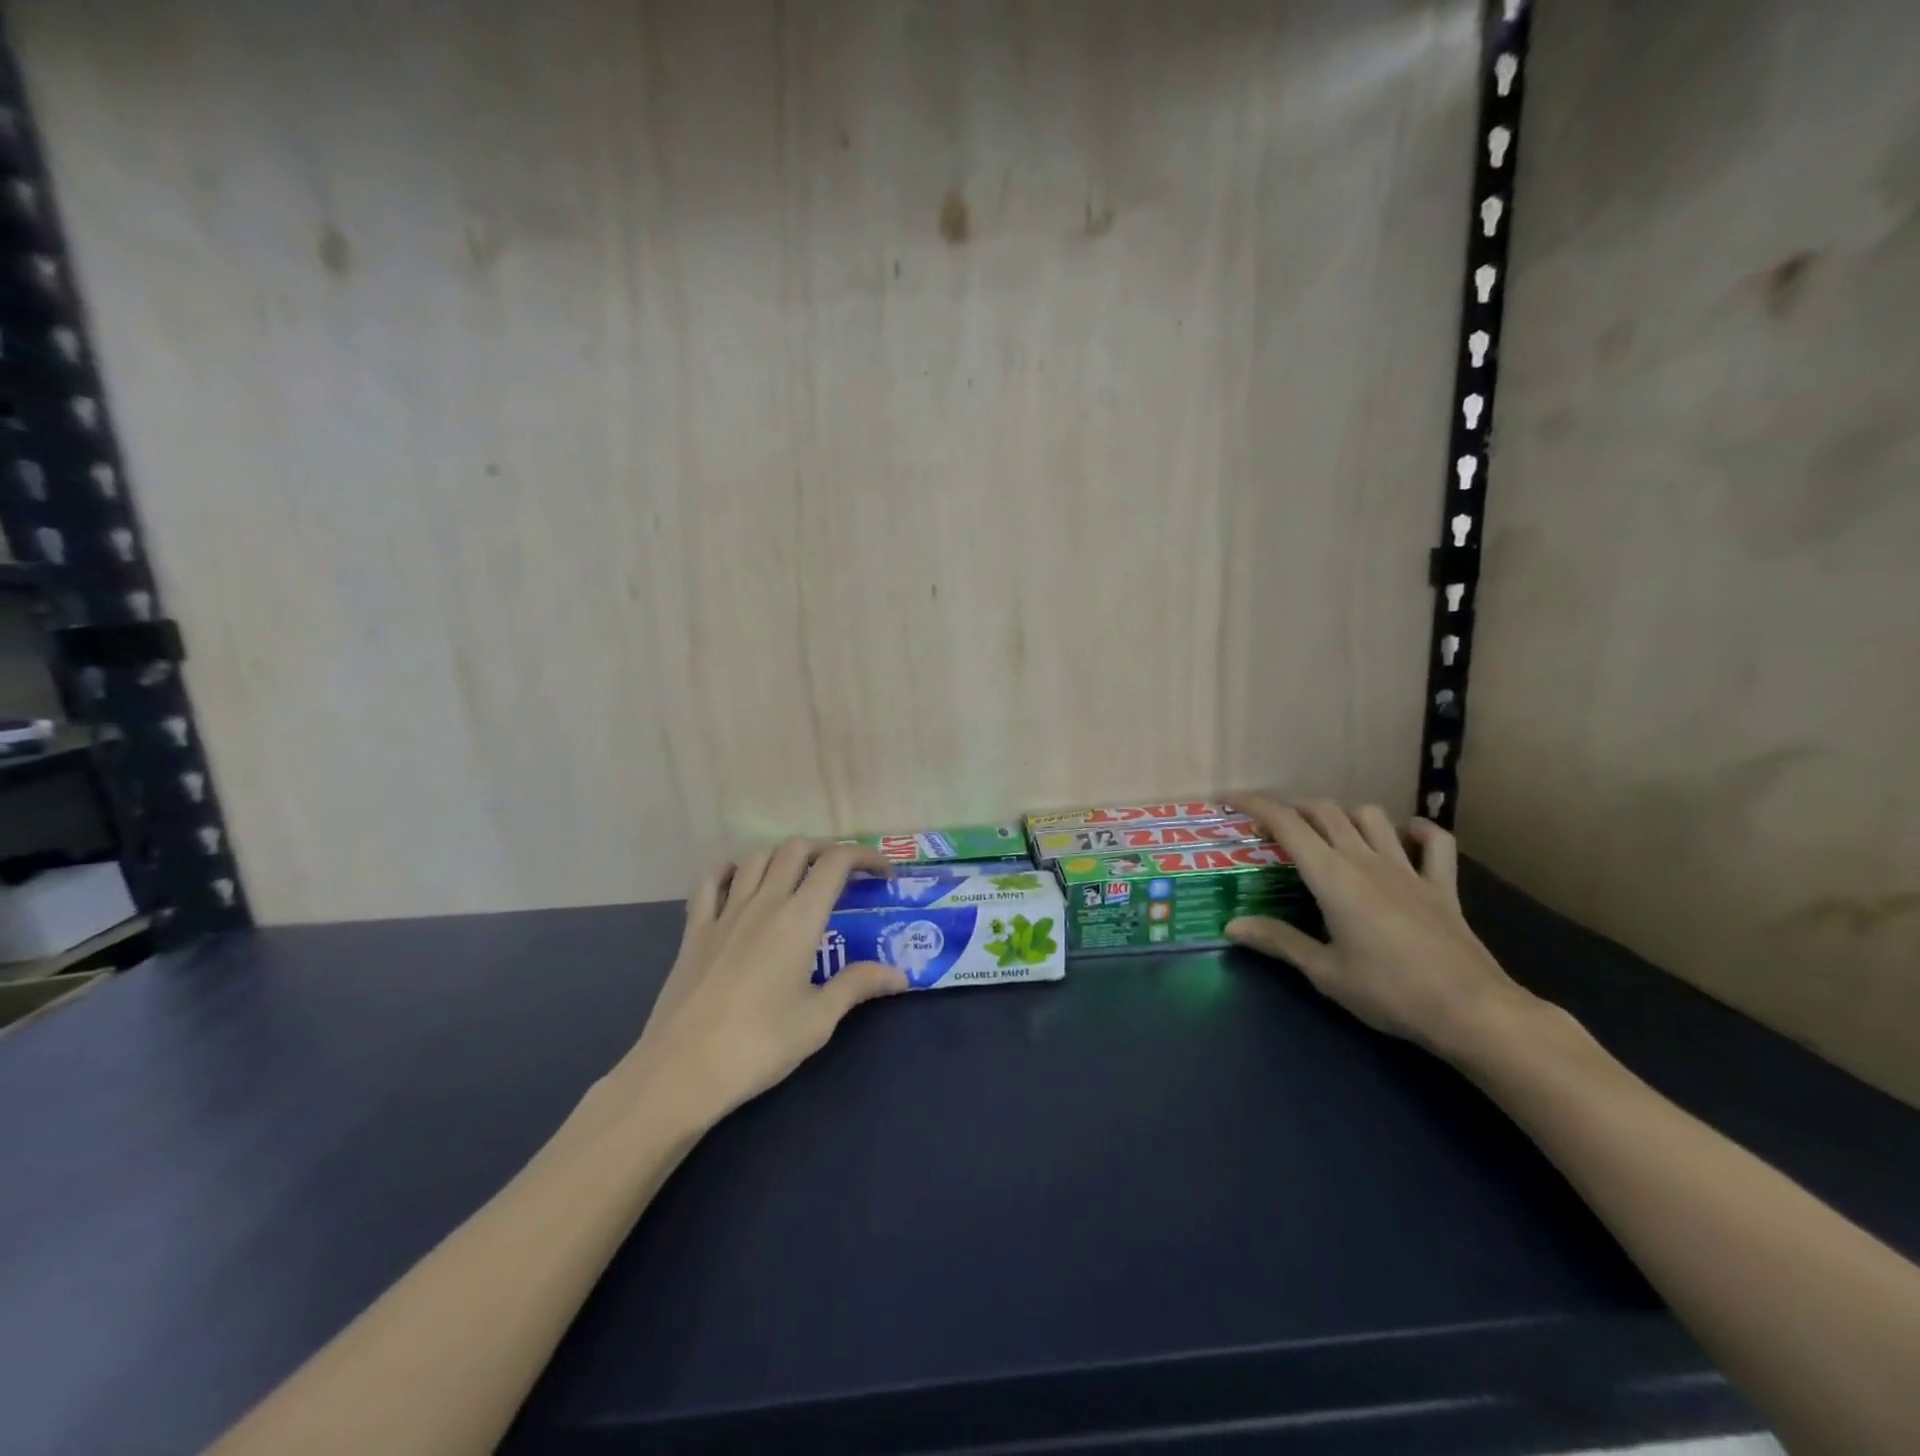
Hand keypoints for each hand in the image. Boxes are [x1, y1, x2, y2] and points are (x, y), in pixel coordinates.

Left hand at [623, 839, 907, 1122]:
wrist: (681, 1070)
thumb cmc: (758, 1045)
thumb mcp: (818, 1020)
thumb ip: (858, 985)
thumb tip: (900, 975)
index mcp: (799, 919)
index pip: (836, 863)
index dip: (865, 858)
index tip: (884, 876)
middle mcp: (763, 903)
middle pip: (796, 849)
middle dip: (826, 850)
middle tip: (844, 876)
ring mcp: (724, 913)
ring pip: (756, 857)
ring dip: (783, 856)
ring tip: (798, 877)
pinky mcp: (694, 930)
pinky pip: (711, 882)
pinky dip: (731, 871)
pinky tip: (740, 883)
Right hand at [1224, 798, 1535, 1056]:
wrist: (1471, 1011)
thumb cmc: (1389, 991)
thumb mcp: (1324, 972)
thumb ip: (1278, 941)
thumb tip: (1232, 926)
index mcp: (1332, 876)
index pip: (1287, 823)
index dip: (1255, 805)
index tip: (1229, 800)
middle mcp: (1366, 860)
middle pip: (1325, 811)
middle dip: (1293, 808)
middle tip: (1273, 827)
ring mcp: (1408, 869)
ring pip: (1372, 816)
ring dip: (1345, 815)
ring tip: (1328, 833)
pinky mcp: (1442, 886)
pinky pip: (1435, 842)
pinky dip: (1417, 831)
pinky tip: (1404, 837)